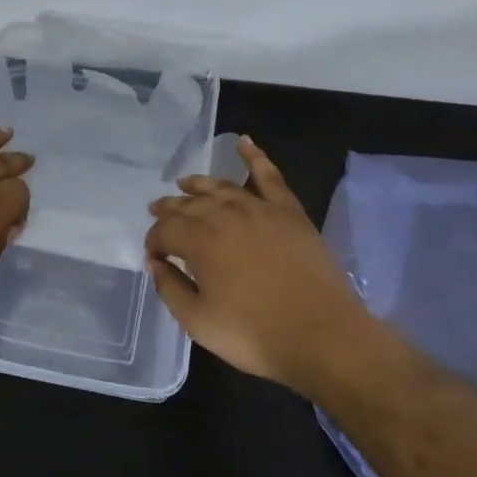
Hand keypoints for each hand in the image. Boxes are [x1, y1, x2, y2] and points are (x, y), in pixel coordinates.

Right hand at [144, 136, 368, 390]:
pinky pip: (268, 175)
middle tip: (157, 212)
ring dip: (198, 183)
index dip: (153, 242)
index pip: (164, 230)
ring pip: (221, 187)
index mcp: (199, 241)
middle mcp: (224, 214)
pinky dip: (254, 156)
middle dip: (169, 209)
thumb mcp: (198, 322)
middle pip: (189, 204)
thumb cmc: (255, 334)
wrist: (322, 335)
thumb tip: (155, 263)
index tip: (154, 257)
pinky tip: (244, 142)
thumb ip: (170, 289)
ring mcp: (259, 208)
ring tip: (184, 183)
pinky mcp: (288, 211)